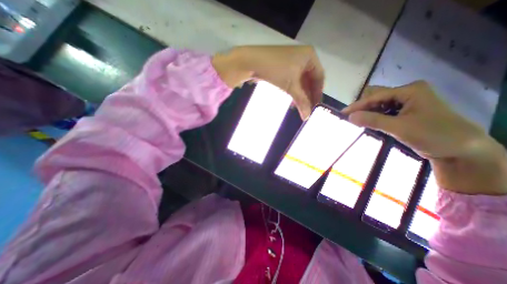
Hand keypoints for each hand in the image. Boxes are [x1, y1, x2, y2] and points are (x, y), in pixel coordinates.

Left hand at [212, 44, 321, 119]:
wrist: (252, 61)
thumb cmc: (275, 70)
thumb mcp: (291, 86)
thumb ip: (301, 101)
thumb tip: (307, 117)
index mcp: (310, 56)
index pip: (319, 77)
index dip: (318, 92)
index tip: (315, 105)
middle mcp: (303, 57)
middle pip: (310, 79)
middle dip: (308, 95)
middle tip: (307, 108)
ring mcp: (293, 61)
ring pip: (301, 81)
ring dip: (300, 94)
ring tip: (299, 106)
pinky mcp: (284, 66)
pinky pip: (293, 80)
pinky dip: (294, 90)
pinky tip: (292, 99)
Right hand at [342, 79, 504, 194]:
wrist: (461, 150)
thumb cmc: (433, 135)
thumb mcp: (399, 128)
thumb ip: (372, 120)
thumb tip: (349, 117)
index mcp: (410, 90)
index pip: (375, 96)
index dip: (358, 105)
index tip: (343, 114)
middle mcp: (407, 93)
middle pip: (376, 97)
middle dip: (362, 107)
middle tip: (351, 118)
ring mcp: (407, 102)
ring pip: (379, 105)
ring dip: (368, 113)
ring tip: (358, 122)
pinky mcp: (405, 112)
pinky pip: (384, 111)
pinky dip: (375, 117)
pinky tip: (369, 123)